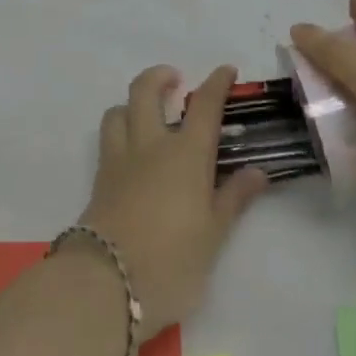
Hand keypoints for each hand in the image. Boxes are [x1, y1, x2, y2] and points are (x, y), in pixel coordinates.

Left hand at [77, 65, 269, 335]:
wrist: (107, 283)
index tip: (226, 71)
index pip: (204, 105)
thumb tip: (257, 172)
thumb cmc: (172, 260)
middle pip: (146, 90)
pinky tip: (130, 152)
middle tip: (175, 81)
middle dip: (160, 76)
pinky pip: (107, 139)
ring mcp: (119, 159)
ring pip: (118, 110)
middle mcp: (150, 144)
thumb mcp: (213, 234)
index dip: (217, 83)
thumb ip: (233, 198)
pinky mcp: (99, 179)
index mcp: (186, 153)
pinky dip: (119, 131)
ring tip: (146, 115)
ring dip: (132, 103)